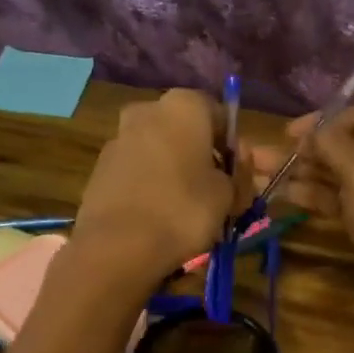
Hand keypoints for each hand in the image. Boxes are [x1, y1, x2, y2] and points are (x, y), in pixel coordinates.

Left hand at [74, 89, 247, 284]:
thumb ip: (239, 176)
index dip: (239, 149)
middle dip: (214, 163)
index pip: (222, 116)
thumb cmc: (182, 209)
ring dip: (186, 176)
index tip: (251, 176)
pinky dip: (160, 188)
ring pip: (166, 156)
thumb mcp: (227, 194)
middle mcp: (148, 111)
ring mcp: (120, 140)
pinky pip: (143, 174)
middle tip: (234, 195)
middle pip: (192, 136)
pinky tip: (172, 217)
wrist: (116, 246)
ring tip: (204, 212)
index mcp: (183, 106)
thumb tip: (240, 169)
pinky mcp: (102, 171)